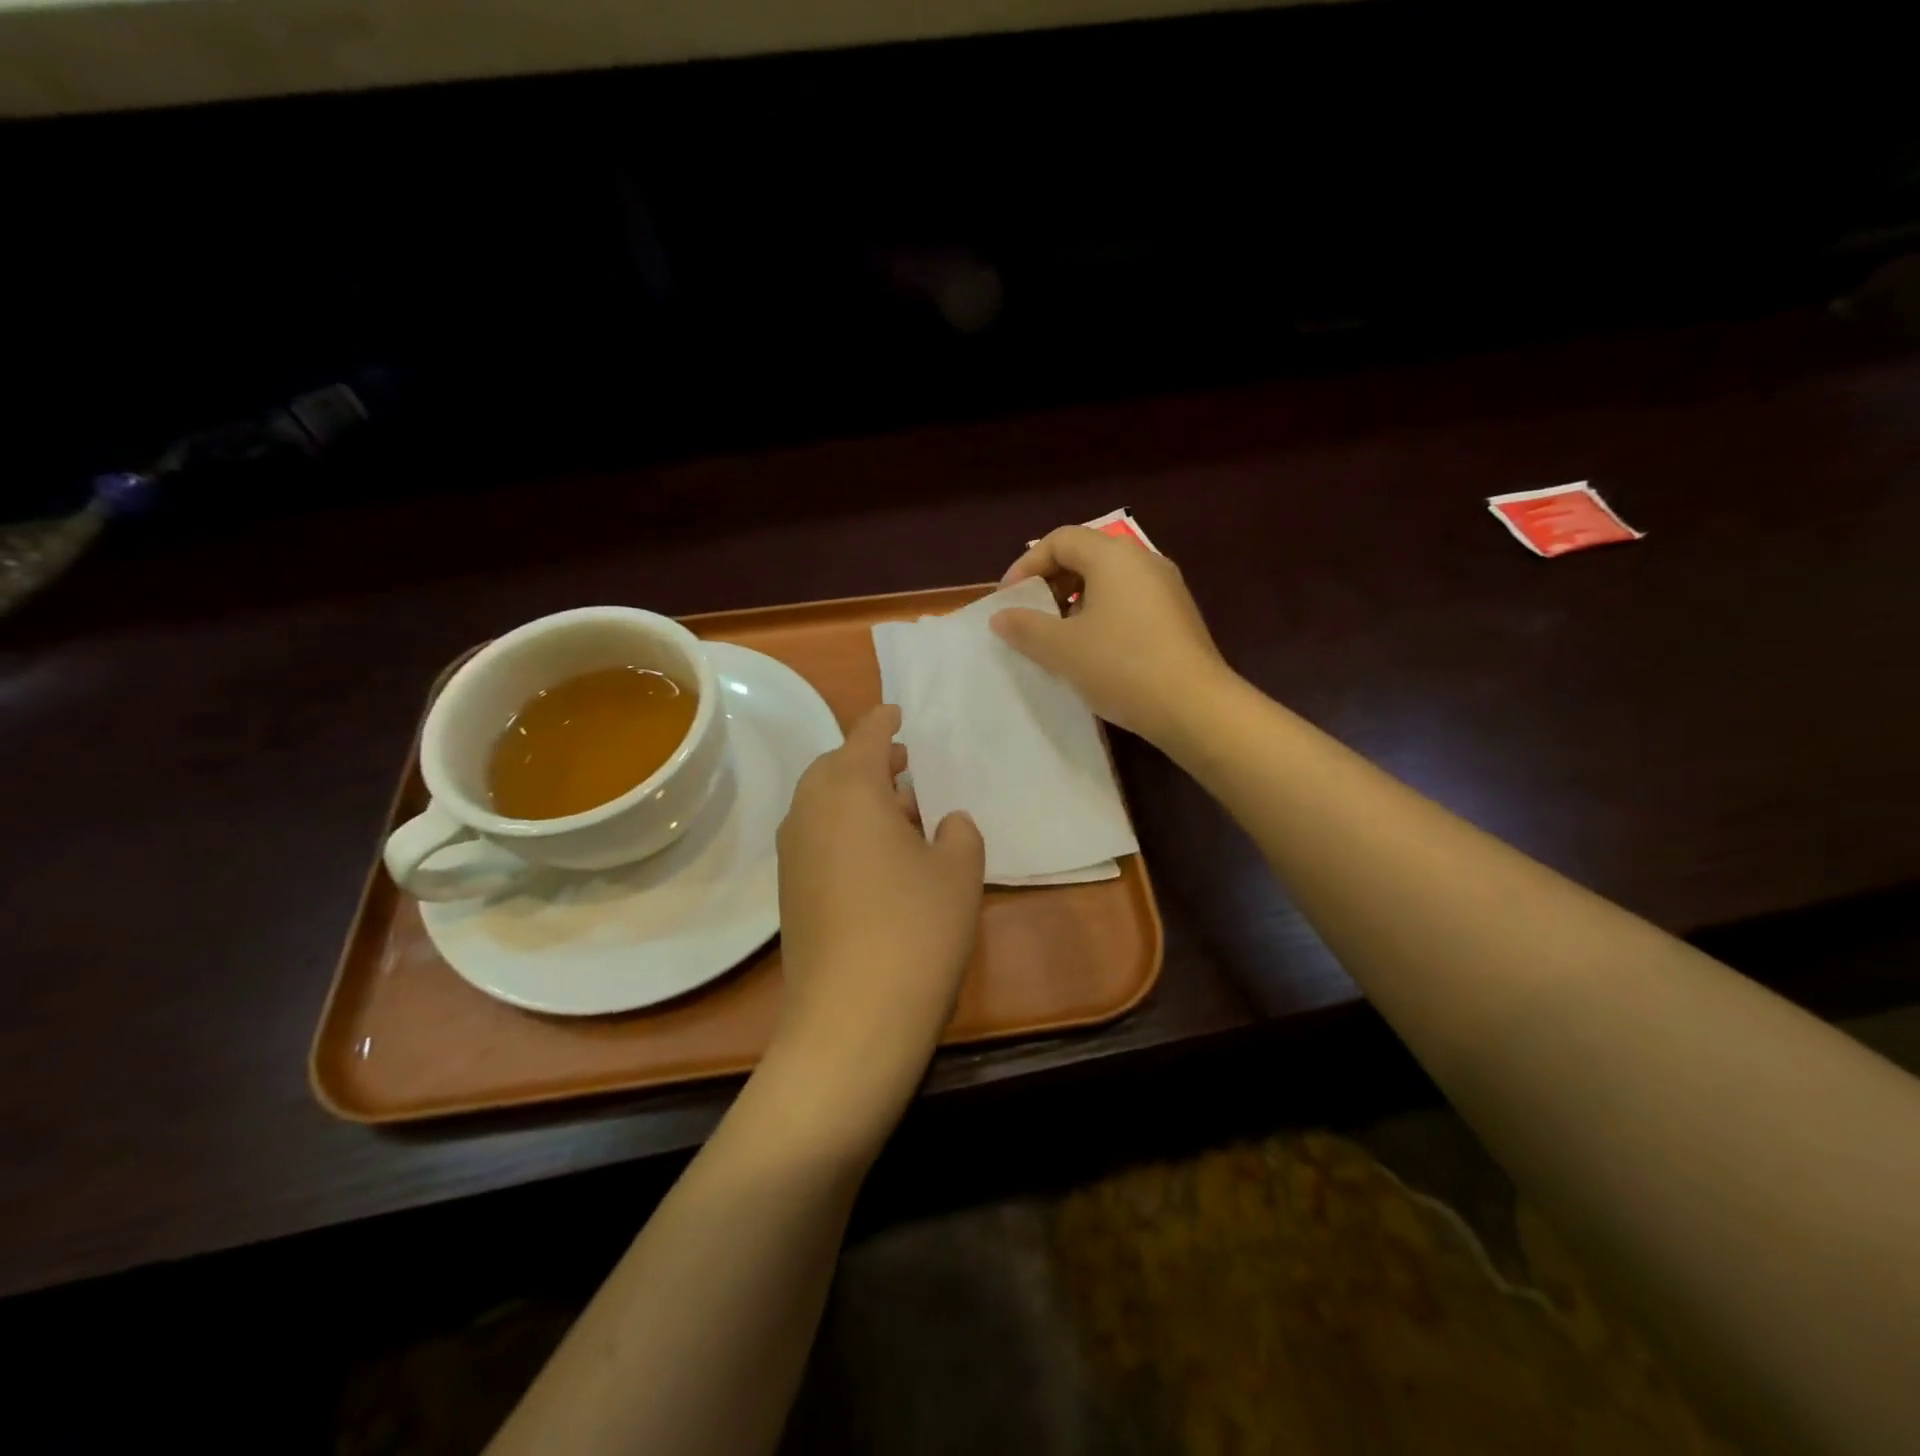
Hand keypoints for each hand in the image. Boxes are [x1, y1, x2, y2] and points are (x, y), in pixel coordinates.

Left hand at [769, 704, 984, 1147]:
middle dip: (870, 760)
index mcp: (850, 788)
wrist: (851, 1018)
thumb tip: (944, 821)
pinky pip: (818, 837)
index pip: (867, 735)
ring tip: (901, 814)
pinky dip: (845, 829)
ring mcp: (793, 853)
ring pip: (824, 803)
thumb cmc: (915, 928)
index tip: (900, 712)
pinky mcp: (789, 891)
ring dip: (858, 797)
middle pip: (836, 766)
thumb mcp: (959, 871)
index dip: (885, 720)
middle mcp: (810, 810)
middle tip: (908, 768)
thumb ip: (958, 832)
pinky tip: (879, 859)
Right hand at [991, 524, 1232, 746]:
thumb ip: (1025, 628)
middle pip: (1086, 556)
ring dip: (1074, 602)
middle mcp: (1144, 561)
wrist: (1194, 707)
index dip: (1026, 565)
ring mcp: (1166, 588)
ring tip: (1057, 637)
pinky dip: (1101, 615)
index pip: (1060, 540)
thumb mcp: (1062, 649)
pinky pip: (1128, 602)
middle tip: (1029, 617)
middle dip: (1050, 583)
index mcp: (1114, 556)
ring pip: (1108, 581)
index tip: (1008, 600)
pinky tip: (1092, 651)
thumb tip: (1001, 617)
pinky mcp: (1177, 616)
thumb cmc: (1121, 667)